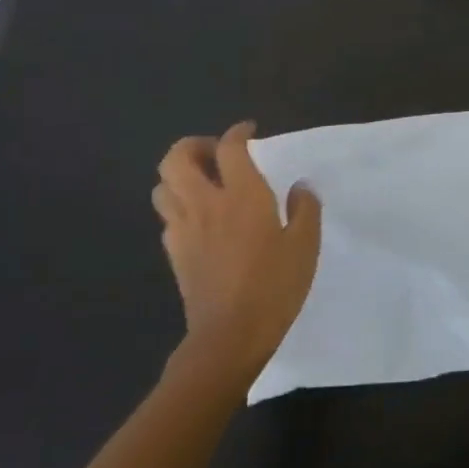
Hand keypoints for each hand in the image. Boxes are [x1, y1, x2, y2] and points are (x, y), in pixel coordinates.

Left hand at [152, 122, 321, 386]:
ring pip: (162, 186)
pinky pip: (167, 216)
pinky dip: (179, 206)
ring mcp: (183, 228)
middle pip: (177, 158)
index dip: (238, 132)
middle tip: (216, 154)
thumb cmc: (274, 286)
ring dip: (179, 176)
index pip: (230, 147)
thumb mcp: (305, 245)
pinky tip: (200, 220)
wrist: (230, 335)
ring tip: (204, 184)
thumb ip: (305, 209)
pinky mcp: (174, 253)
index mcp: (242, 195)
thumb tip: (300, 187)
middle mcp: (206, 203)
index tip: (249, 132)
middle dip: (193, 146)